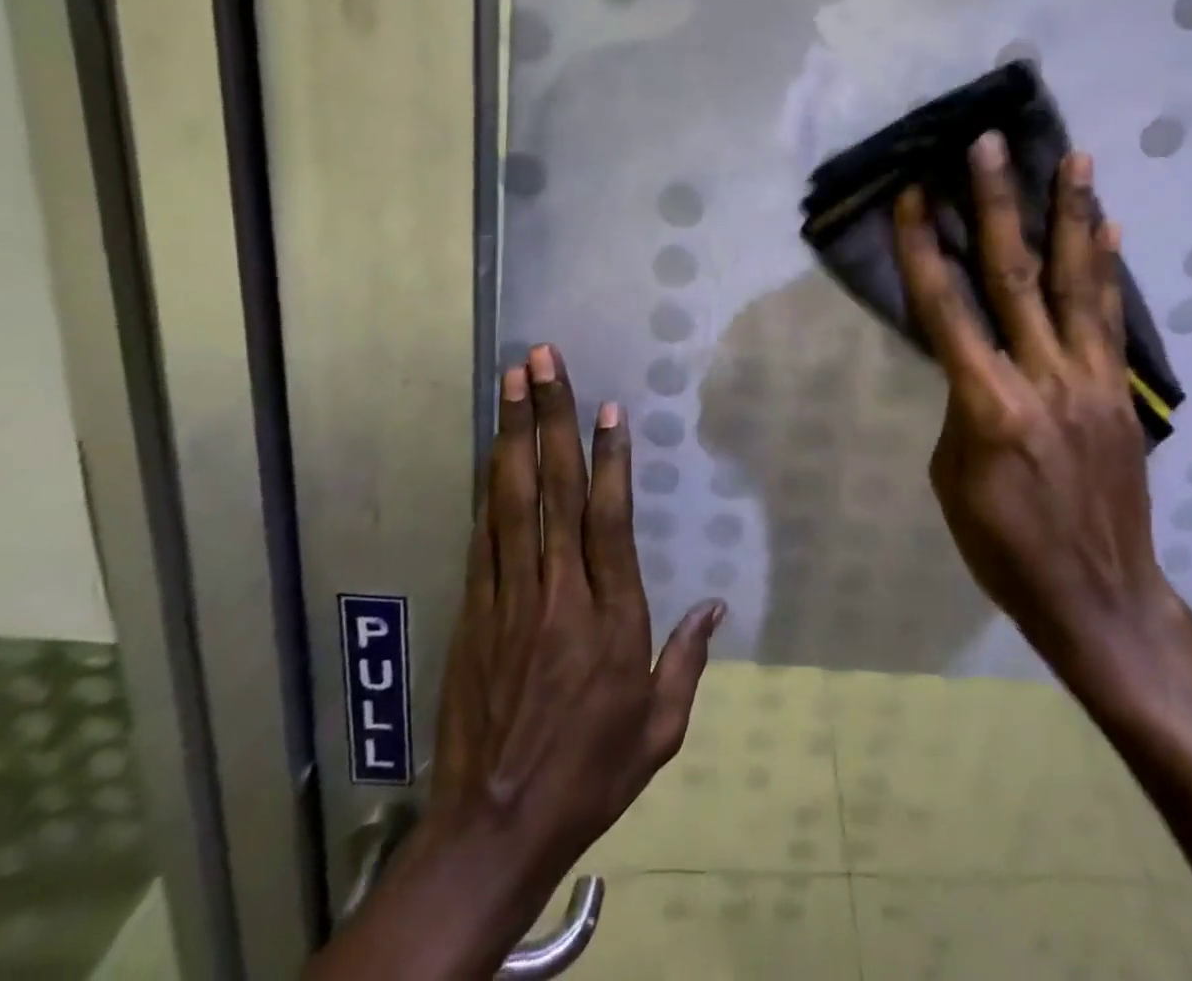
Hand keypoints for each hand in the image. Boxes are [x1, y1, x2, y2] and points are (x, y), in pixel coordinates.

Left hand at [430, 345, 723, 883]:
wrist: (492, 830)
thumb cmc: (590, 774)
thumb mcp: (659, 729)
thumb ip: (688, 661)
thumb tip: (717, 608)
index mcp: (610, 618)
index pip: (609, 519)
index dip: (609, 458)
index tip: (607, 407)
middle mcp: (558, 593)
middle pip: (554, 490)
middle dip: (548, 418)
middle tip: (542, 362)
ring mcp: (508, 599)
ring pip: (511, 500)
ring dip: (511, 435)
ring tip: (511, 381)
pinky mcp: (474, 613)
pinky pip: (484, 536)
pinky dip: (487, 487)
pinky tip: (489, 451)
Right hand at [893, 133, 1170, 676]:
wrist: (1099, 596)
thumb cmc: (1004, 547)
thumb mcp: (953, 478)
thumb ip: (962, 405)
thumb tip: (973, 360)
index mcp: (988, 406)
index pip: (946, 309)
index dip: (923, 247)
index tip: (913, 193)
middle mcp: (1043, 378)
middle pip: (1015, 276)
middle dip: (998, 204)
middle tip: (990, 144)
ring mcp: (1091, 381)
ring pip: (1078, 284)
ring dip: (1072, 216)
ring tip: (1074, 158)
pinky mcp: (1120, 392)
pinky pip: (1111, 319)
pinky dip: (1108, 269)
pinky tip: (1109, 228)